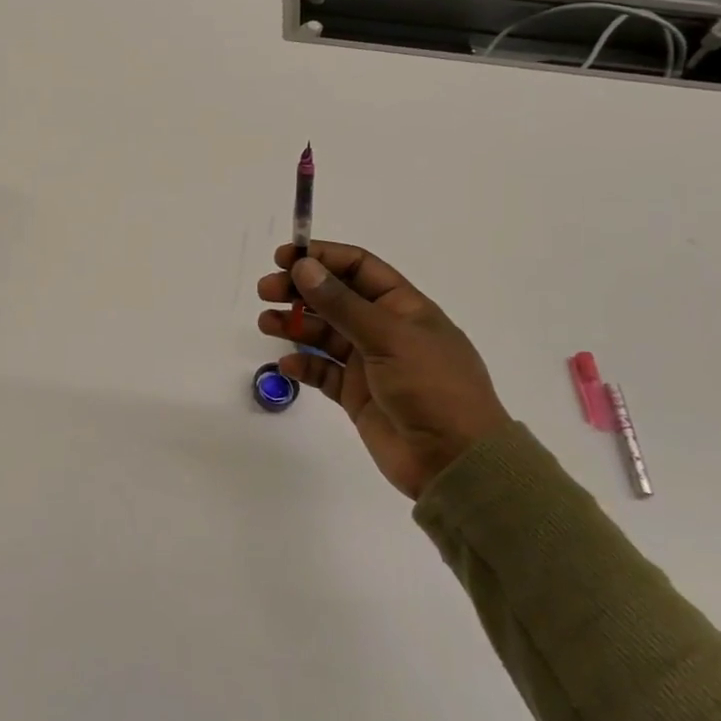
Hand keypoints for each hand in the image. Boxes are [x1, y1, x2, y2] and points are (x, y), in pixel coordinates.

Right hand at [258, 242, 510, 498]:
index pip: (358, 268)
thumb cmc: (432, 387)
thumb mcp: (388, 337)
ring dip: (295, 324)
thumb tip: (304, 267)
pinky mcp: (357, 396)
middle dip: (300, 291)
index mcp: (403, 307)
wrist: (455, 461)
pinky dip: (304, 365)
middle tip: (265, 292)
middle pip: (335, 298)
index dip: (322, 259)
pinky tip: (288, 365)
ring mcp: (370, 364)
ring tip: (266, 324)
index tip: (284, 258)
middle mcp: (385, 329)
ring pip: (324, 333)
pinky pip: (324, 372)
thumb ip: (342, 303)